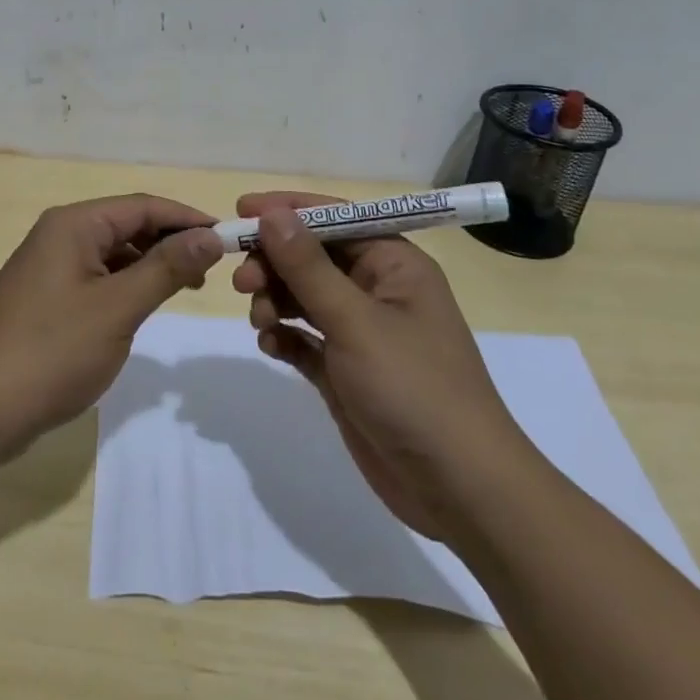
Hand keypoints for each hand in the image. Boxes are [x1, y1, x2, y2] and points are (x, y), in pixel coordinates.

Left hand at [0, 195, 222, 459]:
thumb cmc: (53, 351)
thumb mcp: (118, 308)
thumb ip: (166, 268)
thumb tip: (211, 235)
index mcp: (73, 224)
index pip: (142, 206)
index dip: (187, 218)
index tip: (229, 238)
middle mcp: (58, 235)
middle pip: (126, 225)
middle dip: (170, 242)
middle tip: (213, 269)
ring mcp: (48, 267)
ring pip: (112, 253)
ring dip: (150, 265)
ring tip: (187, 287)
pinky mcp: (45, 297)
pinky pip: (96, 277)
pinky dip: (125, 285)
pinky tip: (144, 305)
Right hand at [231, 192, 532, 539]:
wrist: (459, 489)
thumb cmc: (413, 388)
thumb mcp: (355, 321)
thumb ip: (307, 267)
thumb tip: (272, 213)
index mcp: (394, 265)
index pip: (335, 218)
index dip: (288, 210)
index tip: (240, 210)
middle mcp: (377, 290)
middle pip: (312, 257)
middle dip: (274, 263)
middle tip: (241, 282)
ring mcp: (360, 332)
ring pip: (302, 296)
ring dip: (275, 300)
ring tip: (260, 320)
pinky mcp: (345, 370)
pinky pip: (303, 337)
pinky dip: (283, 336)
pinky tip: (270, 345)